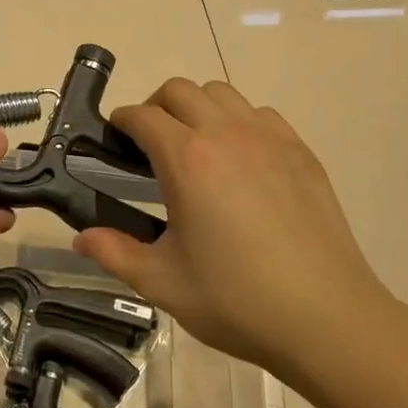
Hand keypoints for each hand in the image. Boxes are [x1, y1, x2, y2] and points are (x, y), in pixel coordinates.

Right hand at [73, 78, 391, 378]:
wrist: (326, 317)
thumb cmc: (236, 300)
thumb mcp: (163, 282)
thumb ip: (115, 252)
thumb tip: (81, 238)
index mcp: (187, 160)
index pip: (143, 116)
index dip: (122, 122)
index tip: (115, 140)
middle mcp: (226, 134)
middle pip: (180, 90)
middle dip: (156, 106)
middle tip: (150, 144)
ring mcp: (269, 139)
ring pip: (223, 94)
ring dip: (199, 108)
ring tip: (195, 146)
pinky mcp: (301, 152)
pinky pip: (261, 114)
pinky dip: (240, 121)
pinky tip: (241, 161)